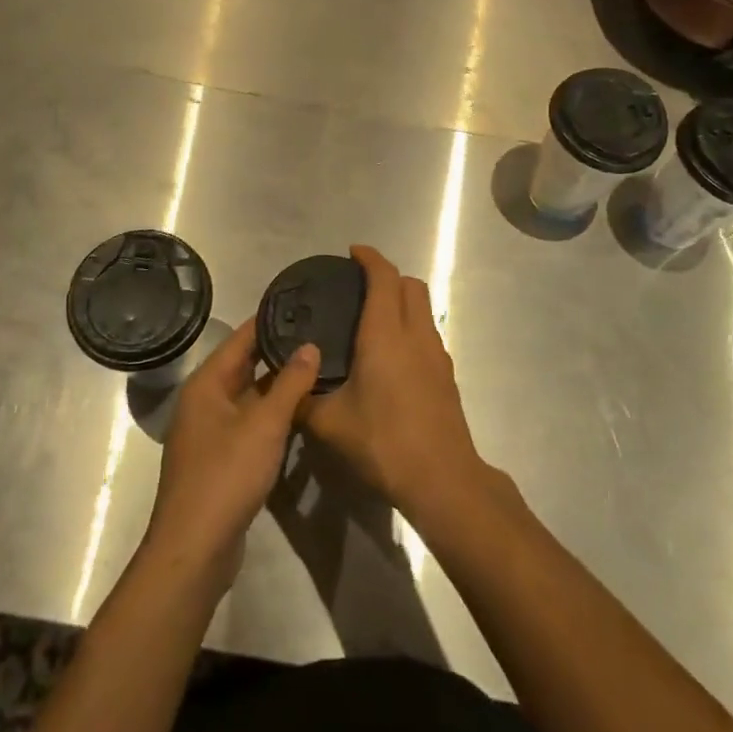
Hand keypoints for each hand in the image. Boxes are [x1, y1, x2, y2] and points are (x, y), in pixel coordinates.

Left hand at [144, 317, 318, 593]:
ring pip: (249, 396)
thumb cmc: (226, 475)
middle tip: (317, 334)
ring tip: (317, 366)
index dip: (269, 320)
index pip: (241, 338)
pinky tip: (301, 412)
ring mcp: (210, 433)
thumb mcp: (265, 425)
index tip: (301, 303)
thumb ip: (290, 383)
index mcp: (207, 384)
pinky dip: (272, 414)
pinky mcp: (220, 460)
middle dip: (278, 351)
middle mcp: (204, 402)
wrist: (194, 549)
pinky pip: (249, 423)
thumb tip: (310, 345)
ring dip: (277, 385)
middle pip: (244, 366)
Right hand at [297, 245, 487, 519]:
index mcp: (385, 334)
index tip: (352, 253)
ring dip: (402, 300)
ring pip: (423, 308)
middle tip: (359, 287)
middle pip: (410, 284)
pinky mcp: (446, 375)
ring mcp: (436, 354)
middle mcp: (415, 334)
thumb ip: (304, 401)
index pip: (384, 277)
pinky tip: (391, 355)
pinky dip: (410, 326)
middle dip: (388, 275)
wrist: (443, 479)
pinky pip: (427, 333)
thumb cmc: (384, 442)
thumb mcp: (331, 425)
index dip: (369, 258)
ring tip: (372, 318)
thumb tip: (286, 388)